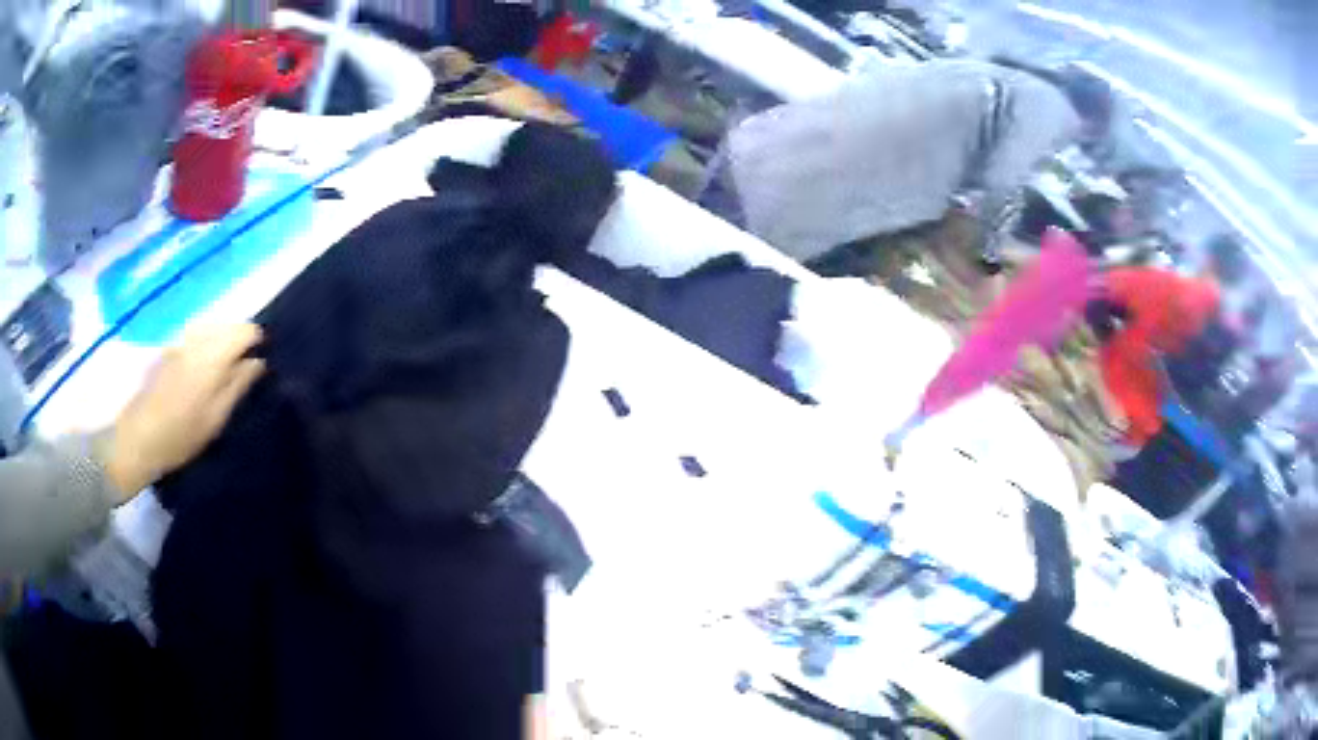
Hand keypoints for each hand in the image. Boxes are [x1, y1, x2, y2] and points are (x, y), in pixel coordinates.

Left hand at [103, 324, 265, 499]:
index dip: (257, 341)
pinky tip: (205, 361)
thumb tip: (258, 362)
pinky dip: (207, 340)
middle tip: (245, 365)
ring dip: (223, 338)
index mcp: (213, 355)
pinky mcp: (169, 347)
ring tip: (227, 363)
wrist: (139, 437)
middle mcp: (197, 339)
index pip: (245, 331)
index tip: (261, 360)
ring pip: (212, 326)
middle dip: (240, 338)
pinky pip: (196, 333)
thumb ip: (238, 385)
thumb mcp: (216, 418)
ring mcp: (181, 340)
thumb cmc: (181, 435)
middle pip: (228, 324)